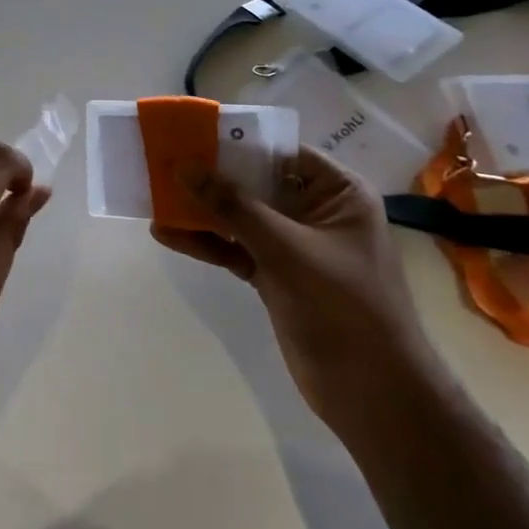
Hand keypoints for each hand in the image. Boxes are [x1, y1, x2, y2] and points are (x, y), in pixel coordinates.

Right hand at [151, 148, 440, 426]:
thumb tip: (184, 166)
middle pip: (255, 183)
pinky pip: (234, 248)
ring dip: (201, 210)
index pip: (281, 151)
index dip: (237, 141)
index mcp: (337, 192)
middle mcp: (316, 211)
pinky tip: (167, 235)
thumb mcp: (287, 249)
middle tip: (163, 162)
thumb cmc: (344, 306)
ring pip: (240, 217)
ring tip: (155, 196)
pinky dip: (205, 243)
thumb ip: (234, 206)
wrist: (373, 395)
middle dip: (211, 176)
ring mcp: (293, 245)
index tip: (192, 134)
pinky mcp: (275, 275)